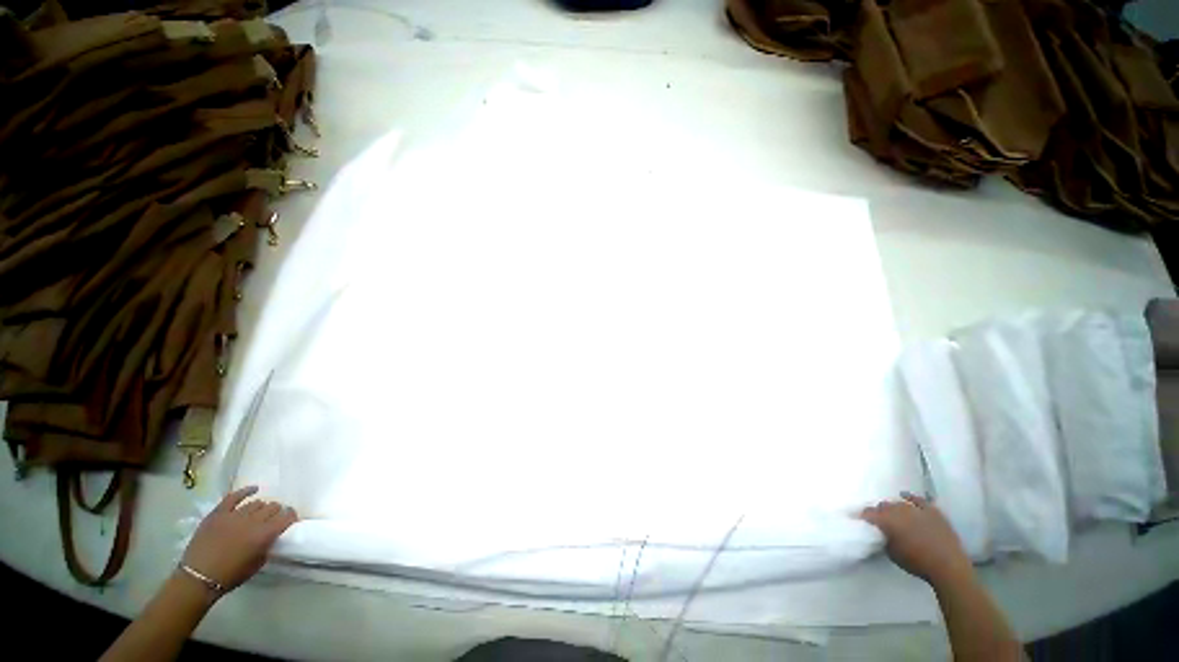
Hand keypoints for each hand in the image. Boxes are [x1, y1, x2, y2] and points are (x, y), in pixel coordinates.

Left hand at [181, 486, 297, 591]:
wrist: (198, 577)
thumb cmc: (230, 575)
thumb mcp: (257, 564)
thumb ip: (268, 546)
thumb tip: (274, 535)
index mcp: (264, 535)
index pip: (286, 517)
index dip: (291, 517)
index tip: (291, 520)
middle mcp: (252, 521)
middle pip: (272, 507)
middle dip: (277, 511)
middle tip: (274, 518)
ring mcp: (233, 515)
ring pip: (256, 503)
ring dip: (262, 507)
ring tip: (260, 513)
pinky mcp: (218, 513)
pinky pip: (234, 496)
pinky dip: (245, 491)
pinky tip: (254, 489)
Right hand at [860, 492, 971, 585]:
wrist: (948, 566)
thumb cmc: (917, 562)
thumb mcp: (892, 553)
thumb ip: (883, 538)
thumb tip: (879, 532)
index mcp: (886, 520)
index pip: (868, 513)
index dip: (860, 515)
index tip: (856, 518)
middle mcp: (899, 510)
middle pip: (883, 506)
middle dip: (878, 511)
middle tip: (877, 519)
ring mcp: (916, 509)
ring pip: (898, 503)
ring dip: (893, 507)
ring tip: (891, 513)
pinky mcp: (932, 511)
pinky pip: (918, 500)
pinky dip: (910, 497)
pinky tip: (905, 496)